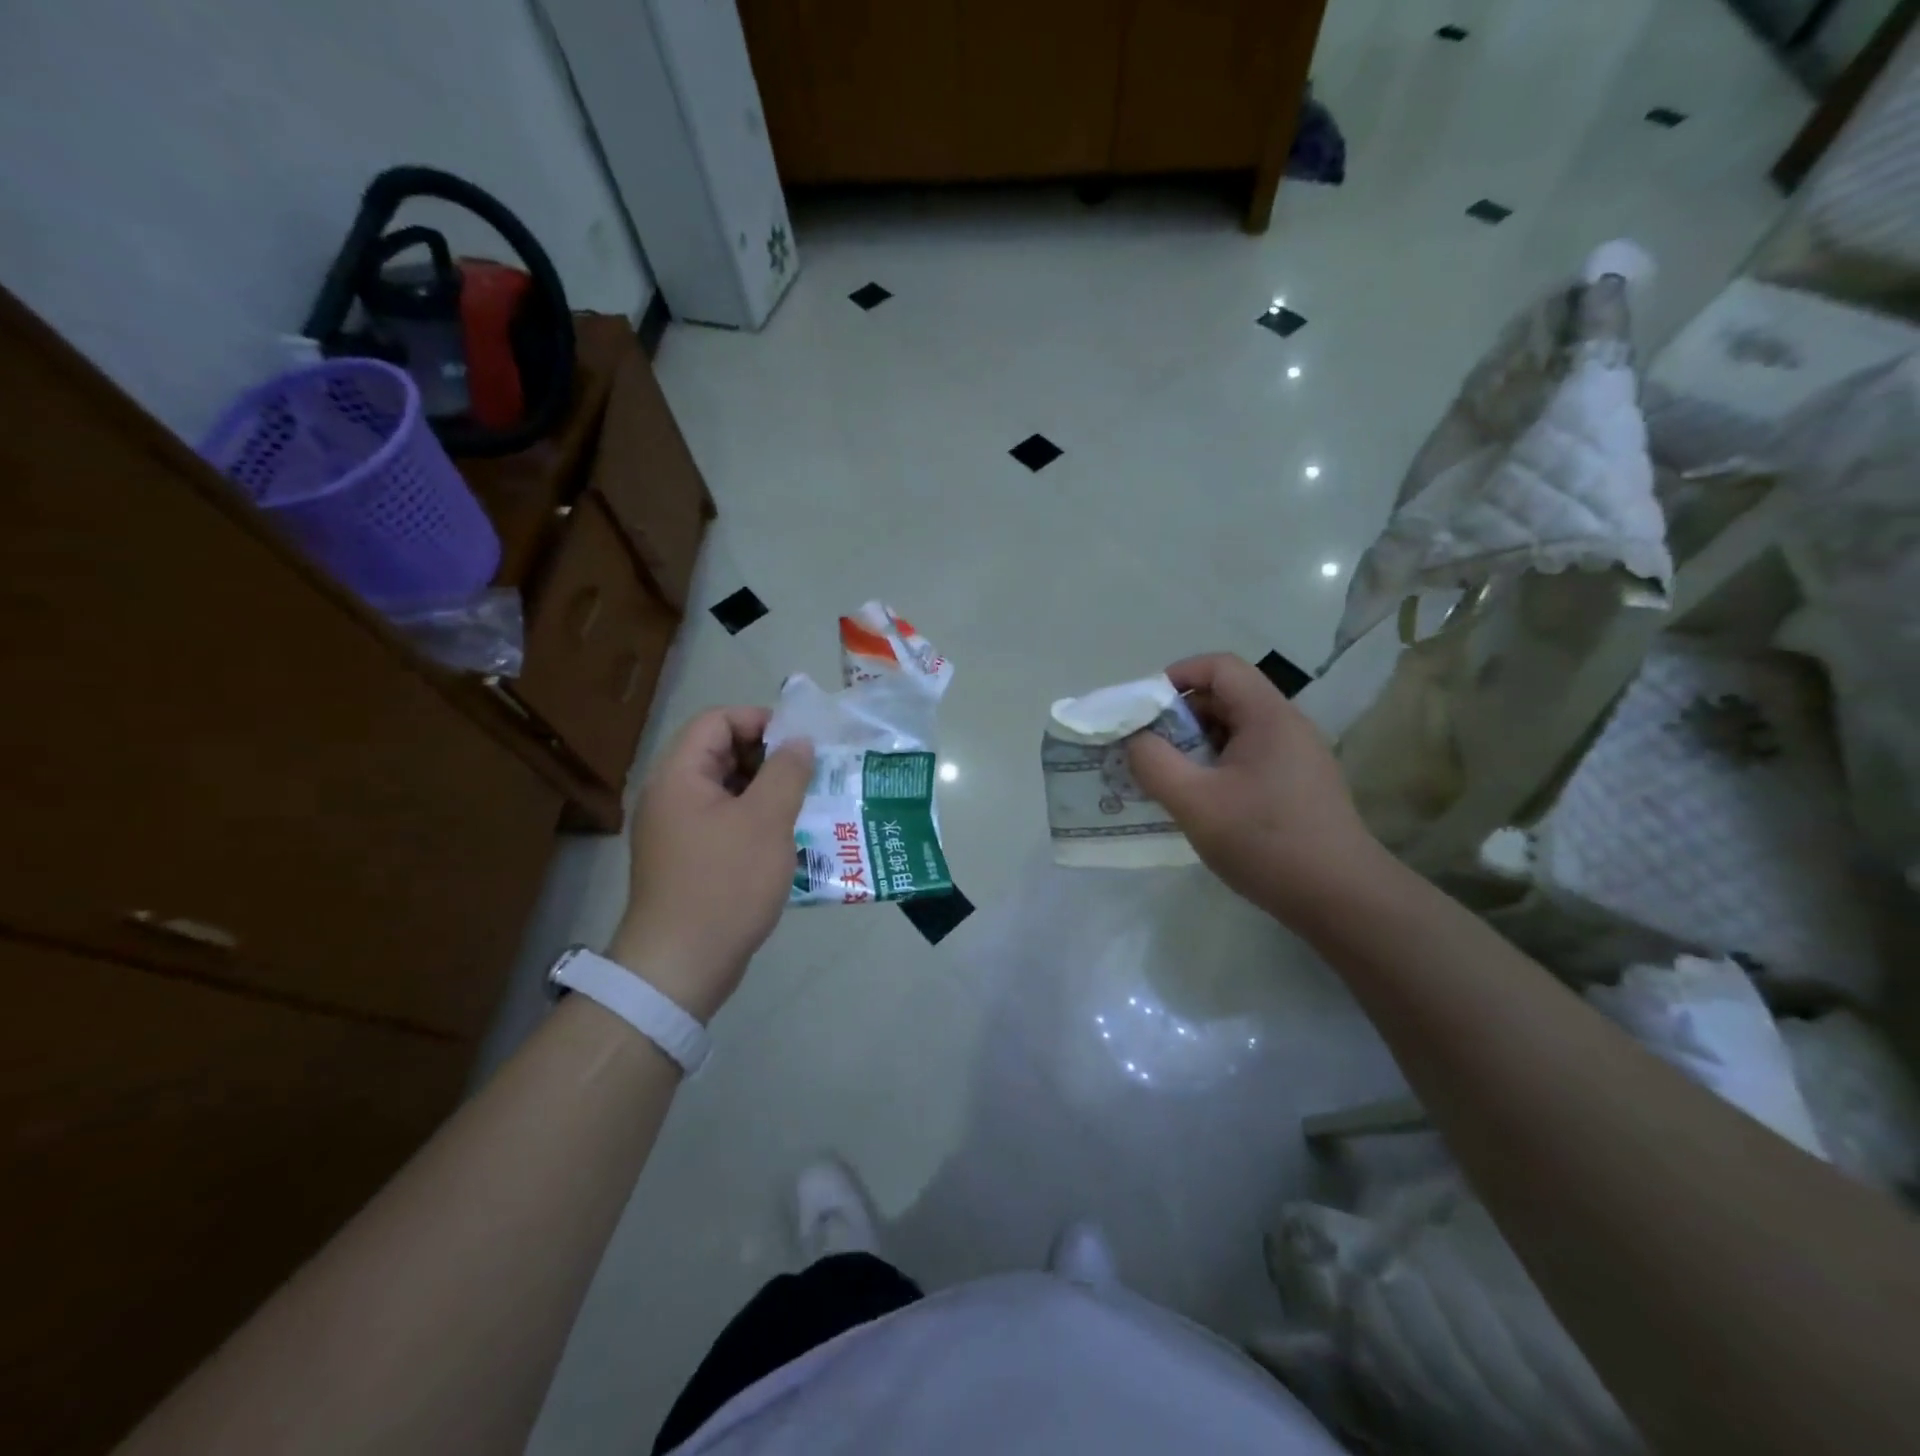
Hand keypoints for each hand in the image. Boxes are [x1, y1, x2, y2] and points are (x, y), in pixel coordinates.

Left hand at [609, 707, 812, 1021]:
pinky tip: (789, 837)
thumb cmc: (725, 884)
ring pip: (726, 791)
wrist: (681, 965)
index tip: (800, 741)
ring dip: (766, 791)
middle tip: (810, 772)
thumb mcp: (766, 821)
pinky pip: (724, 822)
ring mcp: (677, 830)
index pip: (716, 721)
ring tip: (808, 802)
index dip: (759, 720)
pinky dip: (755, 820)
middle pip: (720, 753)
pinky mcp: (688, 860)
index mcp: (679, 776)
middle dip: (768, 757)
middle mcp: (671, 796)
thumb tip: (798, 743)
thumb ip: (786, 772)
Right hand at [1126, 653, 1383, 923]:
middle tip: (1148, 750)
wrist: (1341, 899)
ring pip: (1235, 731)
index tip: (1145, 709)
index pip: (1220, 667)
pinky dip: (1216, 768)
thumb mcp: (1194, 802)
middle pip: (1226, 697)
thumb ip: (1154, 763)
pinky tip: (1201, 803)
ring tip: (1168, 779)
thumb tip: (1136, 740)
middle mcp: (1287, 726)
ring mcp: (1297, 758)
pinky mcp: (1299, 787)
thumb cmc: (1265, 842)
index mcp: (1268, 716)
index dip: (1178, 675)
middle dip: (1180, 717)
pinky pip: (1248, 759)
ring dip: (1195, 746)